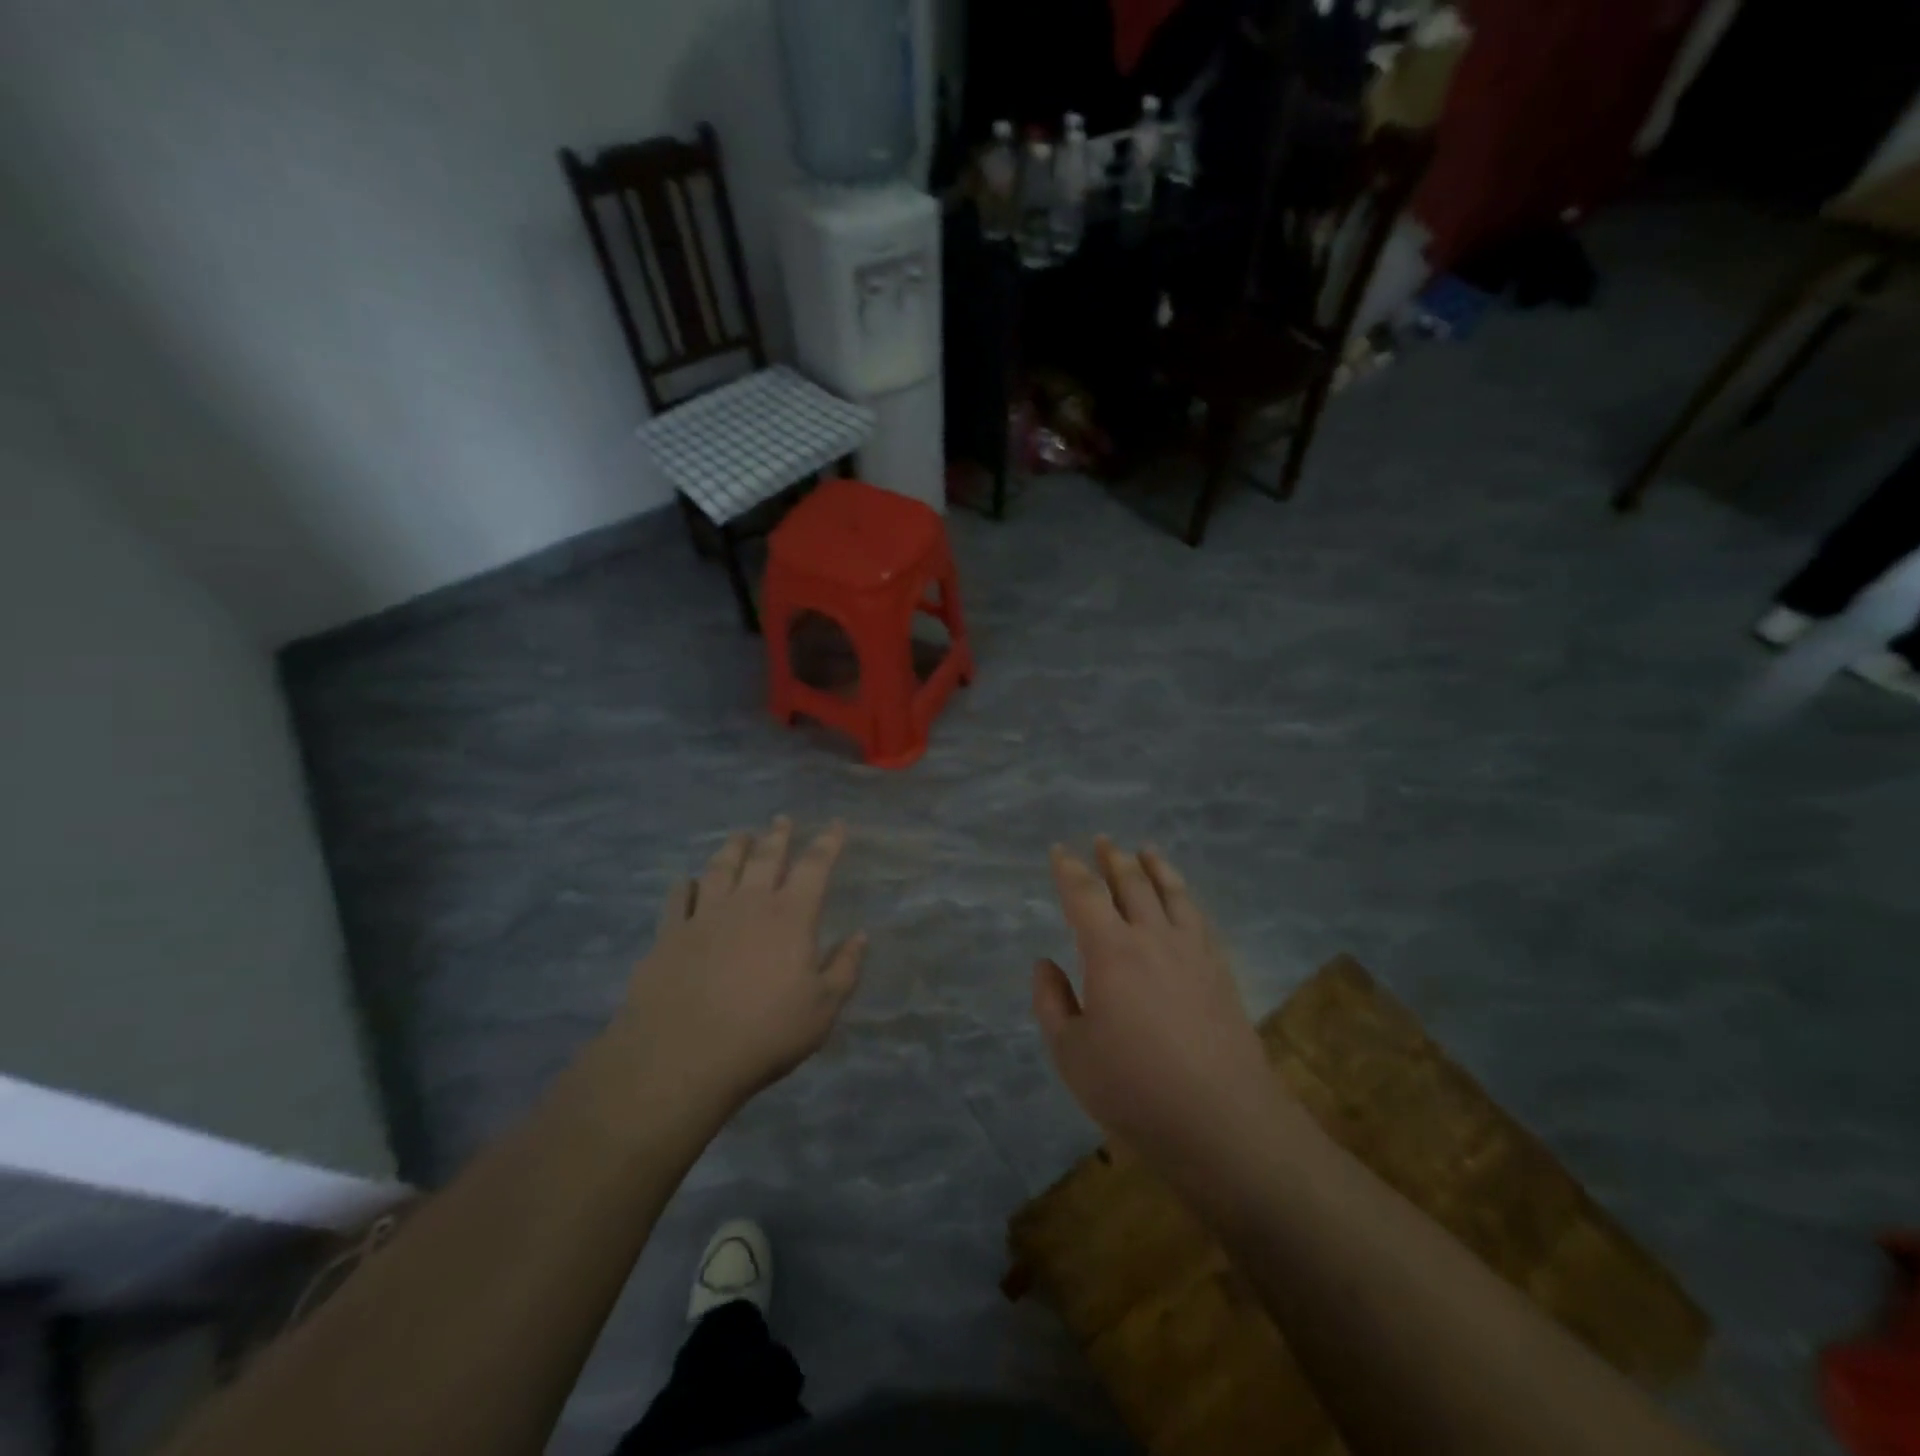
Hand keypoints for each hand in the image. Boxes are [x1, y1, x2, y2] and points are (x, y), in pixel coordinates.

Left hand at [612, 818, 865, 1116]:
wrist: (682, 1055)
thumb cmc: (765, 1033)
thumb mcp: (822, 1010)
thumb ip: (844, 969)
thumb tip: (860, 936)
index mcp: (790, 916)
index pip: (814, 867)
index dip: (827, 842)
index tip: (836, 825)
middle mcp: (748, 904)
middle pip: (765, 857)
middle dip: (777, 835)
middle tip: (782, 819)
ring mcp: (705, 916)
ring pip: (721, 868)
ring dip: (733, 848)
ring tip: (740, 836)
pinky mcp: (669, 935)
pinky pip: (679, 898)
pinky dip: (686, 885)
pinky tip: (688, 881)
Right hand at [1033, 839, 1280, 1188]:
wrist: (1223, 1120)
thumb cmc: (1135, 1089)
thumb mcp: (1071, 1054)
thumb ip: (1052, 1003)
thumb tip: (1045, 964)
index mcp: (1110, 951)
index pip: (1085, 895)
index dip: (1069, 870)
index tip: (1059, 851)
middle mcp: (1152, 937)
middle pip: (1132, 883)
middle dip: (1113, 858)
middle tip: (1103, 841)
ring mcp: (1192, 951)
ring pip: (1171, 892)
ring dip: (1154, 866)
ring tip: (1146, 849)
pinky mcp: (1220, 970)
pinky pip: (1199, 916)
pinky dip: (1185, 895)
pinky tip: (1183, 898)